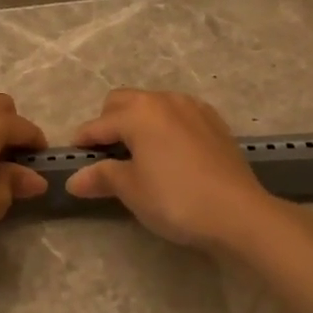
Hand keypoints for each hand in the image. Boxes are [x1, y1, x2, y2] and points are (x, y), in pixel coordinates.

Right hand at [63, 88, 279, 250]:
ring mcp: (193, 108)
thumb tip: (74, 179)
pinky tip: (169, 154)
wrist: (238, 212)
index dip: (82, 142)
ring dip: (138, 122)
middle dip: (109, 123)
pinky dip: (165, 127)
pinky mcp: (214, 122)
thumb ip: (102, 177)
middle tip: (105, 155)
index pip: (99, 124)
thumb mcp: (132, 190)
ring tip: (138, 155)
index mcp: (139, 112)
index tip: (73, 159)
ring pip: (153, 105)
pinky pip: (178, 115)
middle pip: (124, 102)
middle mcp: (165, 100)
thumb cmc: (176, 199)